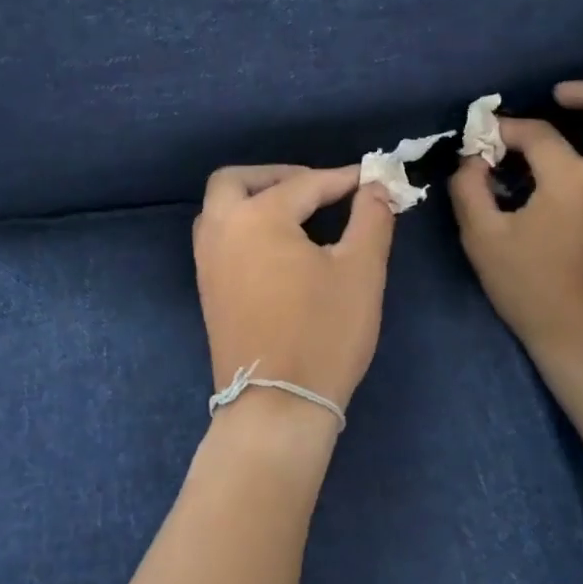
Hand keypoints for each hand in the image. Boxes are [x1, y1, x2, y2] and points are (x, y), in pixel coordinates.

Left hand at [194, 165, 396, 413]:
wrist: (277, 407)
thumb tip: (375, 185)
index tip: (371, 178)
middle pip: (236, 181)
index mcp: (257, 218)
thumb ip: (370, 218)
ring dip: (253, 199)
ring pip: (220, 209)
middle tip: (316, 188)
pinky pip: (219, 238)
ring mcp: (207, 262)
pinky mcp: (207, 290)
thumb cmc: (324, 333)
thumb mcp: (361, 271)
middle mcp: (221, 231)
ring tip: (296, 214)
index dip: (342, 180)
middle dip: (277, 176)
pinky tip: (276, 248)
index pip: (305, 185)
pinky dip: (243, 227)